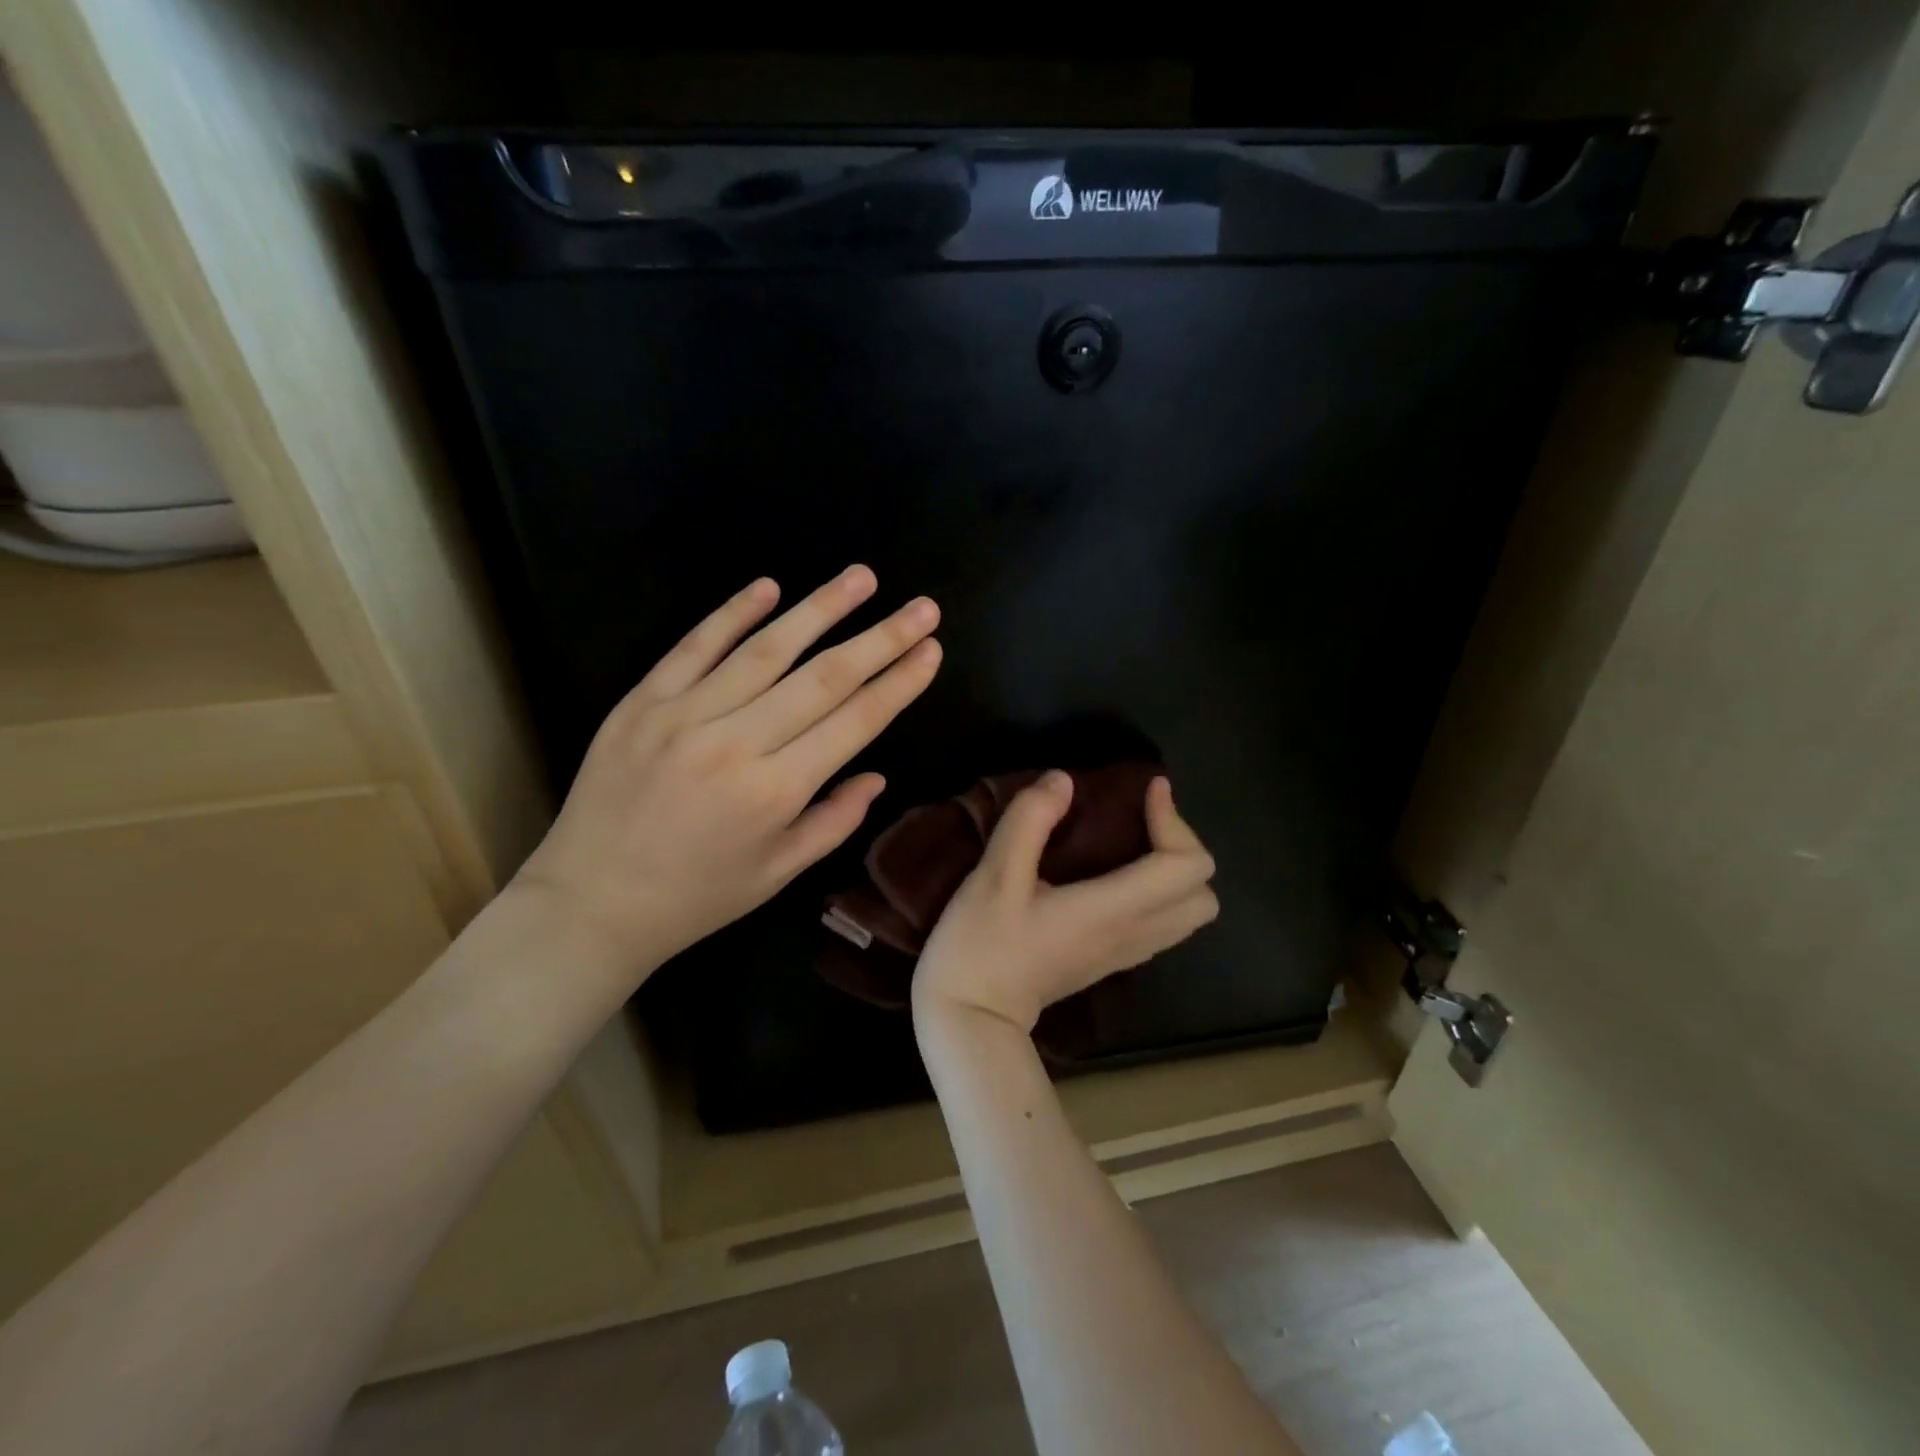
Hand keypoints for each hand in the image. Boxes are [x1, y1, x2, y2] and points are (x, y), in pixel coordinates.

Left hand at [514, 566, 941, 979]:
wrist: (589, 902)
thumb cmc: (696, 897)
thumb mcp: (777, 874)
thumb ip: (833, 821)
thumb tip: (876, 774)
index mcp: (775, 792)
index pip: (854, 722)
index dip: (899, 683)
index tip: (931, 650)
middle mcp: (735, 744)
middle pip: (823, 677)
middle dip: (881, 638)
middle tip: (923, 607)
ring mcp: (683, 715)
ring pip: (766, 649)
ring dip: (820, 609)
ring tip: (862, 578)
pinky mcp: (642, 701)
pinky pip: (694, 646)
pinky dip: (733, 613)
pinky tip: (770, 585)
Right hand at [912, 771, 1218, 1034]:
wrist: (972, 1020)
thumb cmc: (980, 946)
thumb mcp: (994, 876)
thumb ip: (1029, 822)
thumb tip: (1063, 780)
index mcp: (1111, 910)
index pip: (1186, 866)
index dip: (1174, 819)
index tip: (1146, 790)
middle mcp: (1132, 934)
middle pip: (1203, 895)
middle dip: (1182, 846)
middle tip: (1142, 818)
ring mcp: (1124, 954)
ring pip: (1188, 915)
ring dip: (1174, 870)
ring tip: (1134, 840)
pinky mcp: (1110, 962)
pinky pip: (1163, 925)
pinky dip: (1158, 892)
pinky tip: (1115, 874)